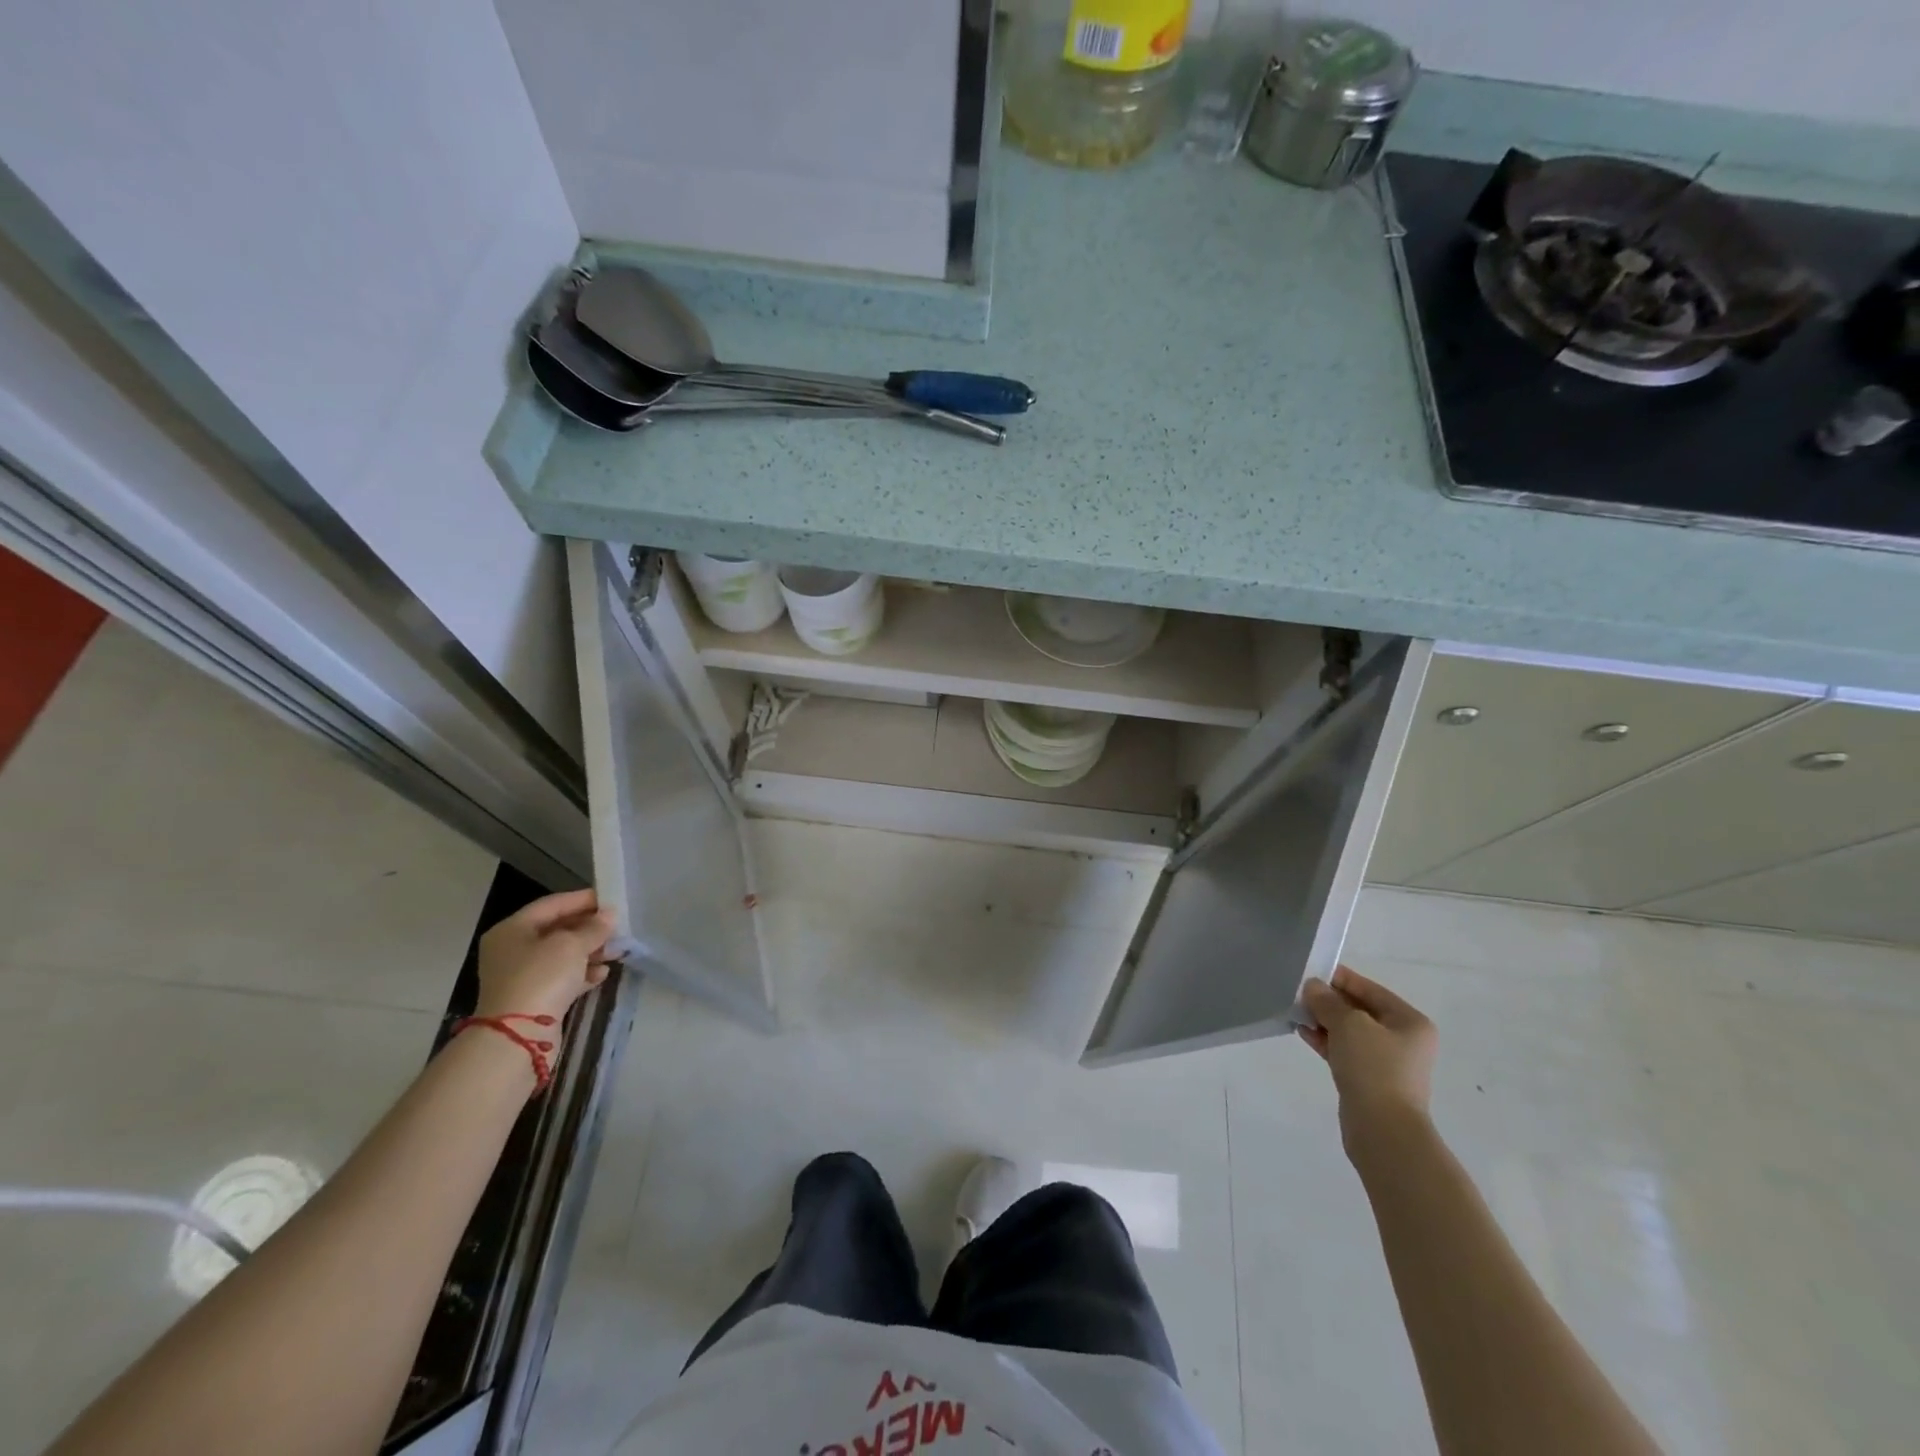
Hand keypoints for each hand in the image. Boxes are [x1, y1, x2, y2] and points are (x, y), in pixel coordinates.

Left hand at [474, 889, 615, 1023]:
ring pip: (562, 955)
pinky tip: (603, 973)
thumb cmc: (541, 977)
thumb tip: (609, 915)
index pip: (552, 905)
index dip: (582, 900)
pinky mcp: (533, 998)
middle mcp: (512, 950)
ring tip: (617, 950)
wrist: (518, 1036)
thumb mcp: (571, 945)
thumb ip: (593, 927)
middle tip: (617, 926)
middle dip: (589, 928)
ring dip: (590, 951)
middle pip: (557, 930)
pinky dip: (582, 973)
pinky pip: (562, 978)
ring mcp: (522, 976)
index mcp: (512, 930)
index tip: (610, 899)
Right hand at [1299, 965, 1437, 1147]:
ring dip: (1324, 1021)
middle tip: (1298, 993)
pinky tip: (1303, 1033)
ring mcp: (1387, 1062)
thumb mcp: (1348, 1024)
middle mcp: (1403, 1040)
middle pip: (1360, 1010)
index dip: (1340, 978)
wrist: (1384, 1130)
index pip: (1369, 989)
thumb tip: (1313, 987)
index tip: (1310, 971)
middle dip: (1329, 1001)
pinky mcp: (1370, 1080)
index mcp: (1409, 1021)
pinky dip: (1326, 1040)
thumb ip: (1328, 1001)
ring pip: (1350, 1032)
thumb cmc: (1374, 1068)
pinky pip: (1345, 1051)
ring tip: (1296, 1012)